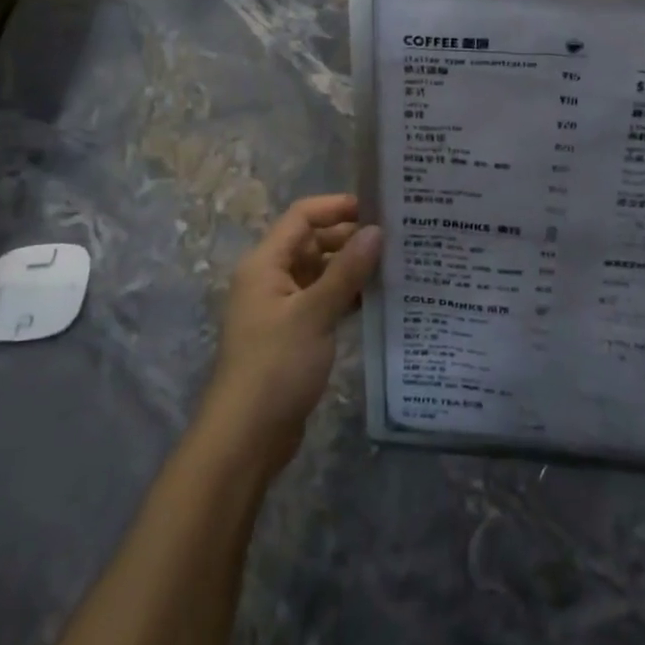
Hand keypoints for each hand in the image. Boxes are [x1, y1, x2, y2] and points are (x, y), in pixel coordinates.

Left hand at [199, 195, 380, 469]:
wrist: (247, 436)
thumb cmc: (276, 365)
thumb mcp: (314, 314)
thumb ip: (346, 271)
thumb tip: (377, 230)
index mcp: (265, 264)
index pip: (302, 217)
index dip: (337, 207)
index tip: (379, 209)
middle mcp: (271, 278)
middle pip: (312, 243)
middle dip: (350, 237)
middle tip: (397, 238)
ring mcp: (282, 308)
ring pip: (320, 273)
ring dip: (351, 268)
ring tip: (395, 265)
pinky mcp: (294, 334)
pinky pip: (323, 300)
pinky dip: (347, 296)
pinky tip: (378, 299)